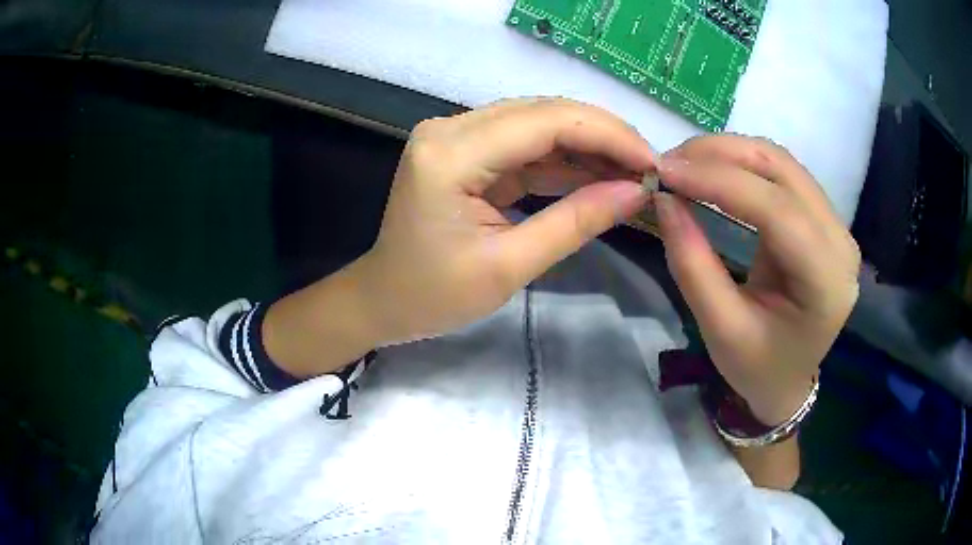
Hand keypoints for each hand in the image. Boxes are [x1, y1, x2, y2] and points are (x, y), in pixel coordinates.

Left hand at [355, 98, 654, 344]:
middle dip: (603, 136)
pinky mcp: (465, 149)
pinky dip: (564, 158)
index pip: (545, 122)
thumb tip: (637, 192)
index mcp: (451, 154)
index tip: (653, 162)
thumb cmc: (434, 296)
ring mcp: (455, 136)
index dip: (607, 135)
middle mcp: (450, 129)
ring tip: (633, 172)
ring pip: (538, 122)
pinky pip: (524, 143)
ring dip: (588, 145)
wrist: (384, 300)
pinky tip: (599, 174)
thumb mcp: (509, 266)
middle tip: (649, 167)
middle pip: (543, 112)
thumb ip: (575, 222)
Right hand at [653, 135, 860, 425]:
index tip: (666, 172)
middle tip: (670, 163)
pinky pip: (782, 174)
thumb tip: (665, 201)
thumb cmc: (757, 368)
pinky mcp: (821, 219)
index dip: (720, 182)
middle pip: (783, 171)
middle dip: (722, 155)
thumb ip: (693, 265)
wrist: (787, 380)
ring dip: (730, 153)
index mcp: (826, 281)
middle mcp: (840, 242)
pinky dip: (743, 164)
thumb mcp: (721, 330)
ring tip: (686, 164)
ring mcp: (835, 226)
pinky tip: (713, 172)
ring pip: (781, 163)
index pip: (777, 210)